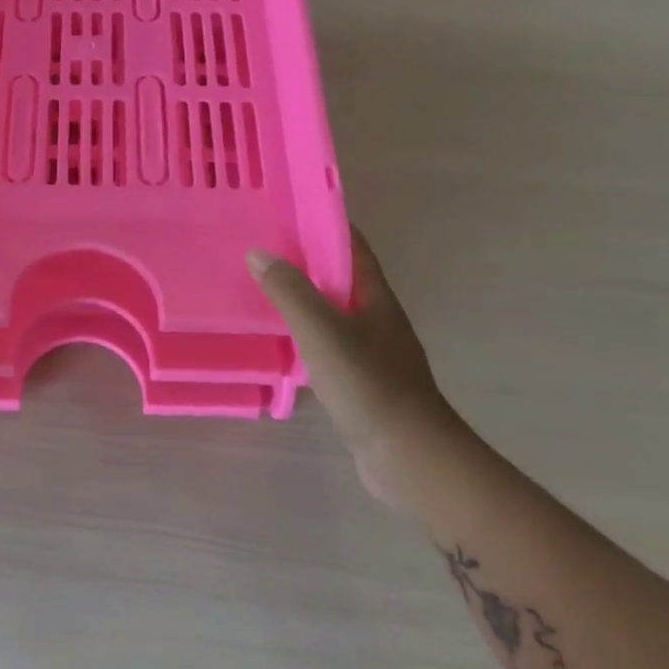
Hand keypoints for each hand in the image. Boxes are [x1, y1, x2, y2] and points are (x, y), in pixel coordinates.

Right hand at [249, 227, 470, 512]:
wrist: (409, 457)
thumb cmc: (368, 385)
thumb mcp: (322, 331)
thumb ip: (290, 292)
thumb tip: (258, 253)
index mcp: (374, 297)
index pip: (351, 245)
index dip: (322, 223)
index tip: (284, 211)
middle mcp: (376, 317)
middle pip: (339, 276)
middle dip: (304, 259)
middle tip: (259, 248)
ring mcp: (371, 351)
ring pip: (331, 311)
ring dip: (301, 297)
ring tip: (258, 288)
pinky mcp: (361, 380)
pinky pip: (327, 343)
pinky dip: (303, 333)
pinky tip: (278, 340)